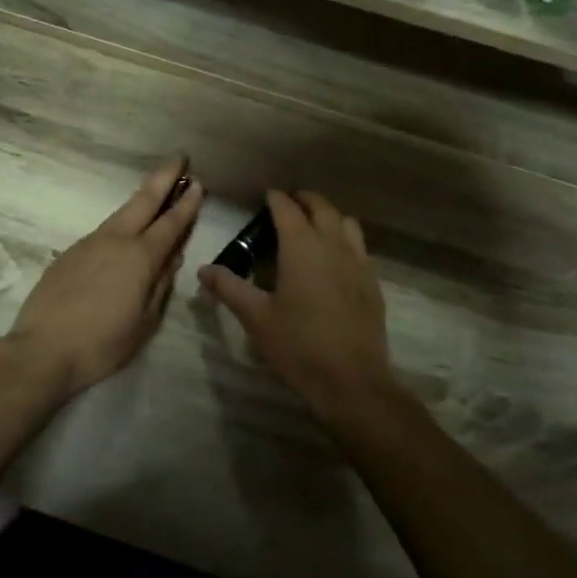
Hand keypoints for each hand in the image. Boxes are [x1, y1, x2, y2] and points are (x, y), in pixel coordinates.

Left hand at [4, 157, 202, 396]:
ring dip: (142, 198)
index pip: (171, 223)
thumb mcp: (145, 322)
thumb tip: (172, 257)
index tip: (198, 183)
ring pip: (121, 213)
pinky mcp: (70, 252)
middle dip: (164, 177)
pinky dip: (121, 222)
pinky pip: (104, 231)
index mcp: (141, 257)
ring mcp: (90, 243)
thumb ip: (161, 285)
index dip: (187, 203)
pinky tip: (124, 232)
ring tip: (156, 190)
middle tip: (179, 157)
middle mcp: (116, 240)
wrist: (43, 349)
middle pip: (144, 200)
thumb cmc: (102, 343)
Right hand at [198, 191, 395, 419]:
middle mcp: (332, 244)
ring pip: (345, 222)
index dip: (275, 198)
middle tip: (287, 205)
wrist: (352, 381)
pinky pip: (359, 246)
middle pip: (320, 206)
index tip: (265, 196)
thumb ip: (229, 288)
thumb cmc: (298, 346)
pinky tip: (334, 259)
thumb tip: (204, 270)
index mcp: (301, 246)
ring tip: (312, 227)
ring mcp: (358, 261)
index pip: (287, 208)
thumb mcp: (256, 317)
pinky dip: (345, 239)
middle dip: (303, 199)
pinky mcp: (372, 281)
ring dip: (328, 216)